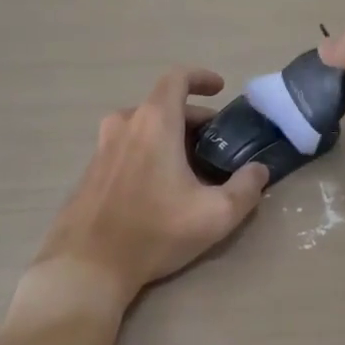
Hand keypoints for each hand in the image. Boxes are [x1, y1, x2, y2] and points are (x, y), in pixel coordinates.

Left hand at [39, 69, 269, 301]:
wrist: (85, 267)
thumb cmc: (154, 232)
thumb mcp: (215, 215)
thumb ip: (246, 188)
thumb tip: (259, 170)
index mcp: (154, 122)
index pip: (177, 78)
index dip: (201, 77)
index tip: (220, 89)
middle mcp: (125, 124)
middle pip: (164, 105)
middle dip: (194, 119)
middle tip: (216, 144)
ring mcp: (102, 147)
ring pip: (144, 126)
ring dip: (170, 135)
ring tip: (191, 165)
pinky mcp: (90, 171)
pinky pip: (127, 146)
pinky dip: (148, 151)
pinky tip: (160, 187)